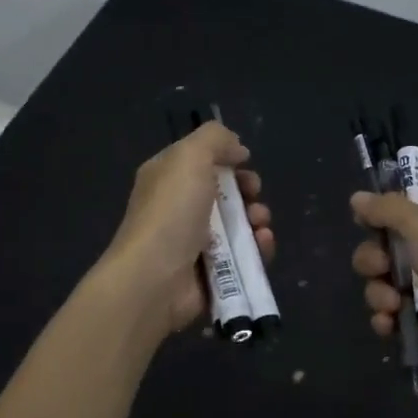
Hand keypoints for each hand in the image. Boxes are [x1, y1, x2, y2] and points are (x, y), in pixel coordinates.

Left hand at [104, 122, 273, 338]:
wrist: (155, 278)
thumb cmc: (171, 211)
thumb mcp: (190, 156)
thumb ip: (215, 139)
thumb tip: (238, 149)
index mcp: (167, 178)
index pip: (201, 160)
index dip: (226, 158)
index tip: (244, 162)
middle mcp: (179, 208)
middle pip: (224, 192)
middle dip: (247, 190)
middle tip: (253, 194)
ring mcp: (195, 242)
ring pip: (238, 224)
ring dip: (257, 219)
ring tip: (259, 224)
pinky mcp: (212, 272)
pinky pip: (243, 256)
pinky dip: (258, 248)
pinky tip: (262, 244)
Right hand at [350, 191, 417, 371]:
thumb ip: (386, 208)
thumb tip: (357, 197)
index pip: (396, 210)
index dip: (375, 218)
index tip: (364, 227)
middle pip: (382, 249)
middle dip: (372, 261)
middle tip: (381, 269)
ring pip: (384, 284)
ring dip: (378, 294)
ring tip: (392, 305)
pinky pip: (395, 315)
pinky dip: (387, 320)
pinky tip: (388, 325)